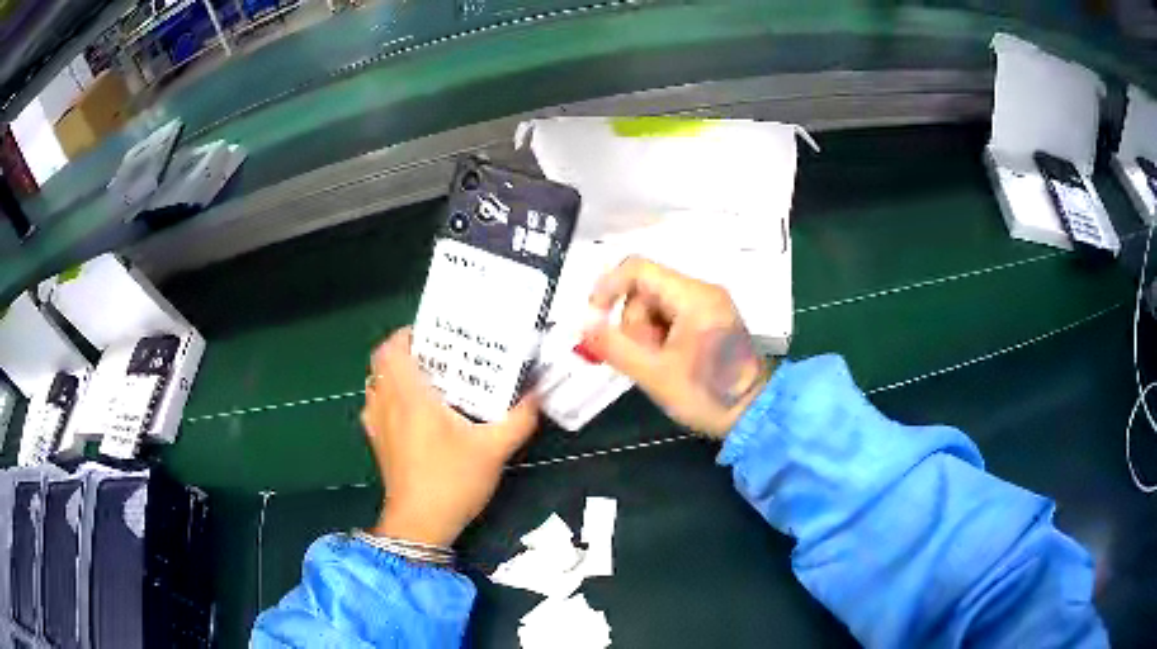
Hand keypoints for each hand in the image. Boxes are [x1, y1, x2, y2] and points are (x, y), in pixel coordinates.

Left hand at [361, 327, 539, 546]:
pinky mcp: (377, 444)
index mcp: (409, 396)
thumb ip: (519, 419)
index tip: (433, 335)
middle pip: (381, 363)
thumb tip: (537, 393)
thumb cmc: (452, 480)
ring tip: (427, 381)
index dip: (407, 334)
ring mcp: (377, 425)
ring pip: (376, 384)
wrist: (420, 525)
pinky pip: (376, 407)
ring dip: (394, 375)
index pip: (392, 348)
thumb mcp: (494, 450)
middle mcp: (386, 404)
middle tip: (437, 357)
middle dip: (404, 353)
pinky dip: (388, 399)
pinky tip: (414, 414)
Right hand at [584, 257, 770, 437]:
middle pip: (645, 290)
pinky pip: (671, 316)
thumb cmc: (706, 395)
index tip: (594, 318)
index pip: (637, 269)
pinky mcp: (711, 320)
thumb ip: (614, 346)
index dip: (607, 287)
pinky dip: (660, 337)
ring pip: (655, 305)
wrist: (753, 415)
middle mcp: (702, 291)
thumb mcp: (653, 373)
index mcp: (692, 296)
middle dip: (634, 324)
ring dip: (646, 334)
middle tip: (643, 359)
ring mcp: (709, 305)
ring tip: (659, 365)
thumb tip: (584, 325)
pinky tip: (668, 362)